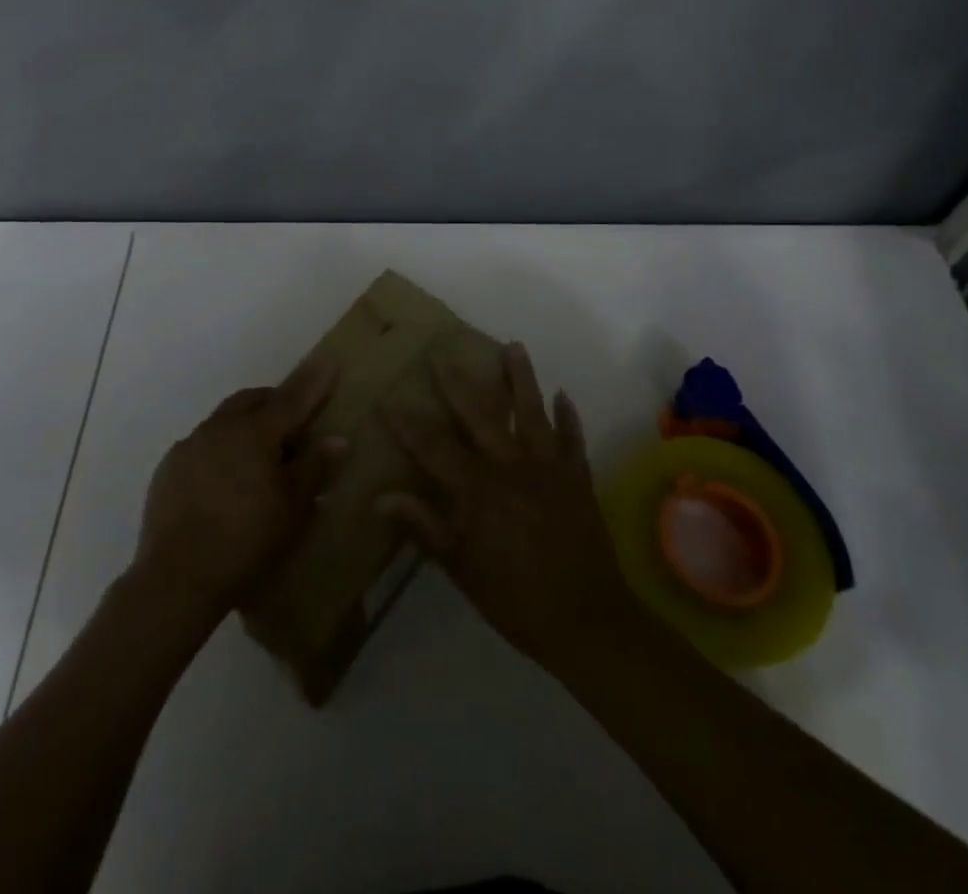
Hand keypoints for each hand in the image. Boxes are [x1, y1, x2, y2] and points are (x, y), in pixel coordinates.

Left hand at [133, 360, 345, 621]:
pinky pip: (203, 445)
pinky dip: (222, 449)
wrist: (175, 580)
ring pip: (225, 420)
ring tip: (261, 455)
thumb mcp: (291, 509)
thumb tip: (336, 438)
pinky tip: (226, 480)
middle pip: (252, 401)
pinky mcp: (169, 469)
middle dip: (275, 401)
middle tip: (295, 422)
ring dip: (246, 425)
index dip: (313, 381)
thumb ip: (313, 468)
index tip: (329, 360)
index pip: (291, 399)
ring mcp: (189, 446)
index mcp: (254, 432)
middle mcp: (219, 428)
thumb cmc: (245, 541)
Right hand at [377, 342, 640, 668]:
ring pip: (532, 413)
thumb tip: (380, 499)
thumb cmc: (515, 599)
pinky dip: (568, 417)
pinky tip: (564, 395)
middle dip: (456, 382)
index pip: (433, 447)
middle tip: (441, 352)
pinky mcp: (578, 479)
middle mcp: (511, 467)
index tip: (387, 399)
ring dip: (521, 378)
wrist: (587, 621)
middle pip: (479, 415)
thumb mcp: (461, 569)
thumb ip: (424, 527)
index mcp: (478, 490)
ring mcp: (549, 469)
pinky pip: (572, 440)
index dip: (407, 424)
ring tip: (514, 347)